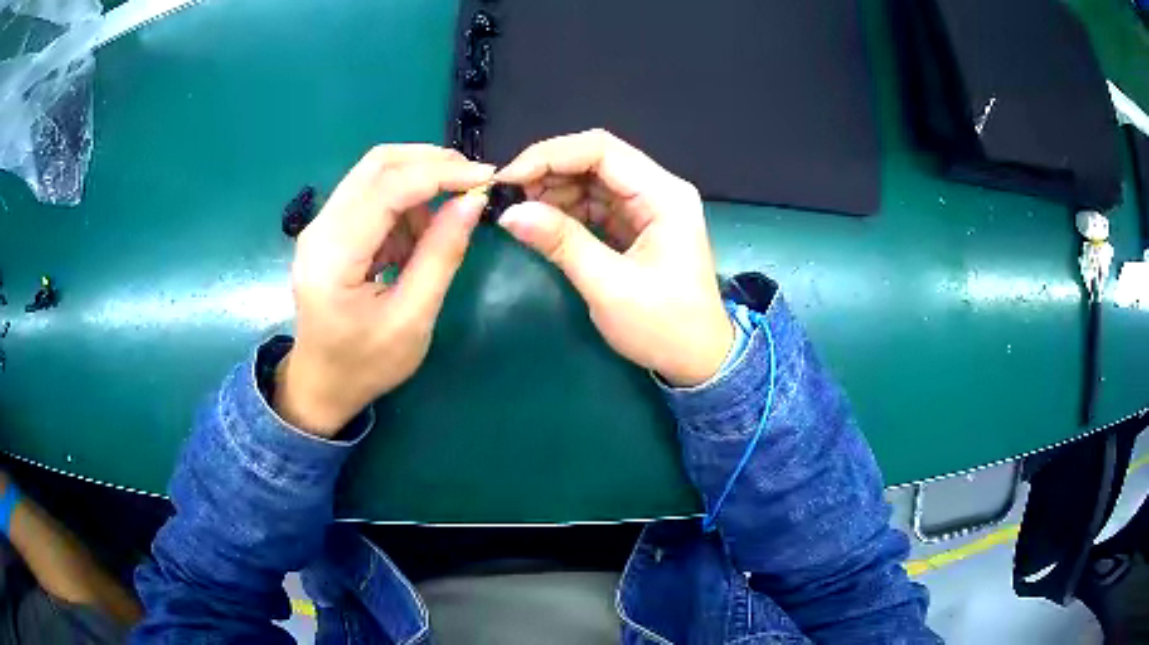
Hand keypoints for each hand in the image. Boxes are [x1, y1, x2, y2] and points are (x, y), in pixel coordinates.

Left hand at [276, 145, 493, 435]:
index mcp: (334, 257)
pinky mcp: (328, 230)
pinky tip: (415, 238)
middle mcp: (320, 229)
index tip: (486, 178)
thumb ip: (441, 256)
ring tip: (441, 227)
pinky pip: (370, 195)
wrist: (320, 385)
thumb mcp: (412, 320)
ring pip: (375, 174)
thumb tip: (473, 201)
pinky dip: (403, 204)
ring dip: (417, 184)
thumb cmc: (365, 365)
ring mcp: (320, 226)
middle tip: (472, 182)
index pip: (388, 187)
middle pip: (377, 164)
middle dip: (431, 163)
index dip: (440, 173)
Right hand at [495, 129, 732, 386]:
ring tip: (518, 210)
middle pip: (596, 158)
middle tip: (506, 196)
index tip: (508, 178)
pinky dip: (566, 208)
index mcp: (663, 195)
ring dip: (553, 189)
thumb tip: (508, 213)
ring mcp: (648, 206)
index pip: (602, 150)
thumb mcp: (610, 287)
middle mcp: (658, 189)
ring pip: (592, 178)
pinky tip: (541, 220)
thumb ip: (562, 243)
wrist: (699, 359)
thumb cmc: (665, 327)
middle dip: (548, 171)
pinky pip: (596, 202)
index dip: (550, 156)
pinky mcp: (637, 224)